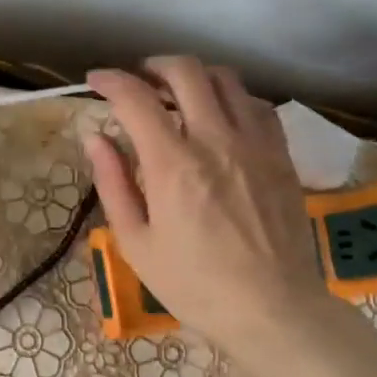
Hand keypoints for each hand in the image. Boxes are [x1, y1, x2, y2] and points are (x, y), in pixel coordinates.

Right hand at [83, 58, 351, 376]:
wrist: (272, 309)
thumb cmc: (194, 284)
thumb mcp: (136, 242)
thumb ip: (113, 183)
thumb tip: (95, 137)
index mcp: (173, 164)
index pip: (136, 97)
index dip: (111, 80)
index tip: (97, 82)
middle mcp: (216, 140)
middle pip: (185, 71)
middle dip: (153, 66)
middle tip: (138, 83)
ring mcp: (255, 144)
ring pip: (226, 79)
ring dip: (194, 77)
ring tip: (177, 96)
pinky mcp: (280, 155)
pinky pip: (257, 105)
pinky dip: (231, 99)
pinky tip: (220, 119)